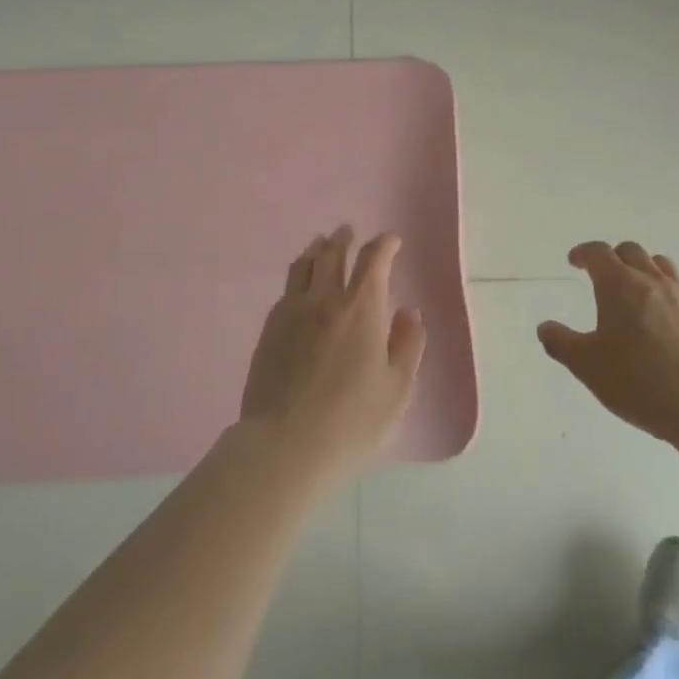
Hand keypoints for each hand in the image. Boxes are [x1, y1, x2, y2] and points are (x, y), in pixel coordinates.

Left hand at [240, 227, 426, 486]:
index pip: (373, 260)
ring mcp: (292, 311)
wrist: (284, 445)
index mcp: (361, 308)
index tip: (392, 241)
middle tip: (349, 232)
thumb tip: (409, 312)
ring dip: (317, 249)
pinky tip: (300, 286)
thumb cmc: (351, 421)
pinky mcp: (269, 329)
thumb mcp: (397, 389)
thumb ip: (408, 344)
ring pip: (304, 265)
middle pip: (333, 253)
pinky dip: (298, 276)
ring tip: (322, 244)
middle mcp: (325, 299)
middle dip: (344, 238)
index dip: (384, 244)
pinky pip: (286, 289)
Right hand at [537, 240, 678, 445]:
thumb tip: (545, 328)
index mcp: (618, 285)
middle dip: (615, 257)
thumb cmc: (634, 379)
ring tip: (639, 288)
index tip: (575, 261)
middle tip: (604, 274)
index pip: (598, 253)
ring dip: (647, 269)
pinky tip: (673, 318)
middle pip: (632, 251)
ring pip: (664, 266)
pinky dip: (676, 299)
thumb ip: (561, 342)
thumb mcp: (585, 364)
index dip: (583, 253)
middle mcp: (652, 281)